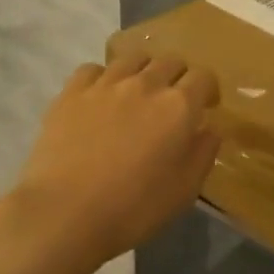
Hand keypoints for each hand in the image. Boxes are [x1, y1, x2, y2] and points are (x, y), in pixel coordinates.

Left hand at [0, 53, 220, 273]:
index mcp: (179, 106)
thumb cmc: (134, 208)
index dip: (209, 90)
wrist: (64, 214)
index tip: (206, 107)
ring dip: (143, 71)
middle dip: (179, 77)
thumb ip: (204, 152)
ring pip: (133, 59)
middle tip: (173, 103)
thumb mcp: (185, 190)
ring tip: (138, 94)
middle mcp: (146, 84)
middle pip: (170, 62)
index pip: (204, 77)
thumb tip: (209, 128)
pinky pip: (93, 69)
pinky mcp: (71, 93)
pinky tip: (100, 97)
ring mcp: (106, 85)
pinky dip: (103, 78)